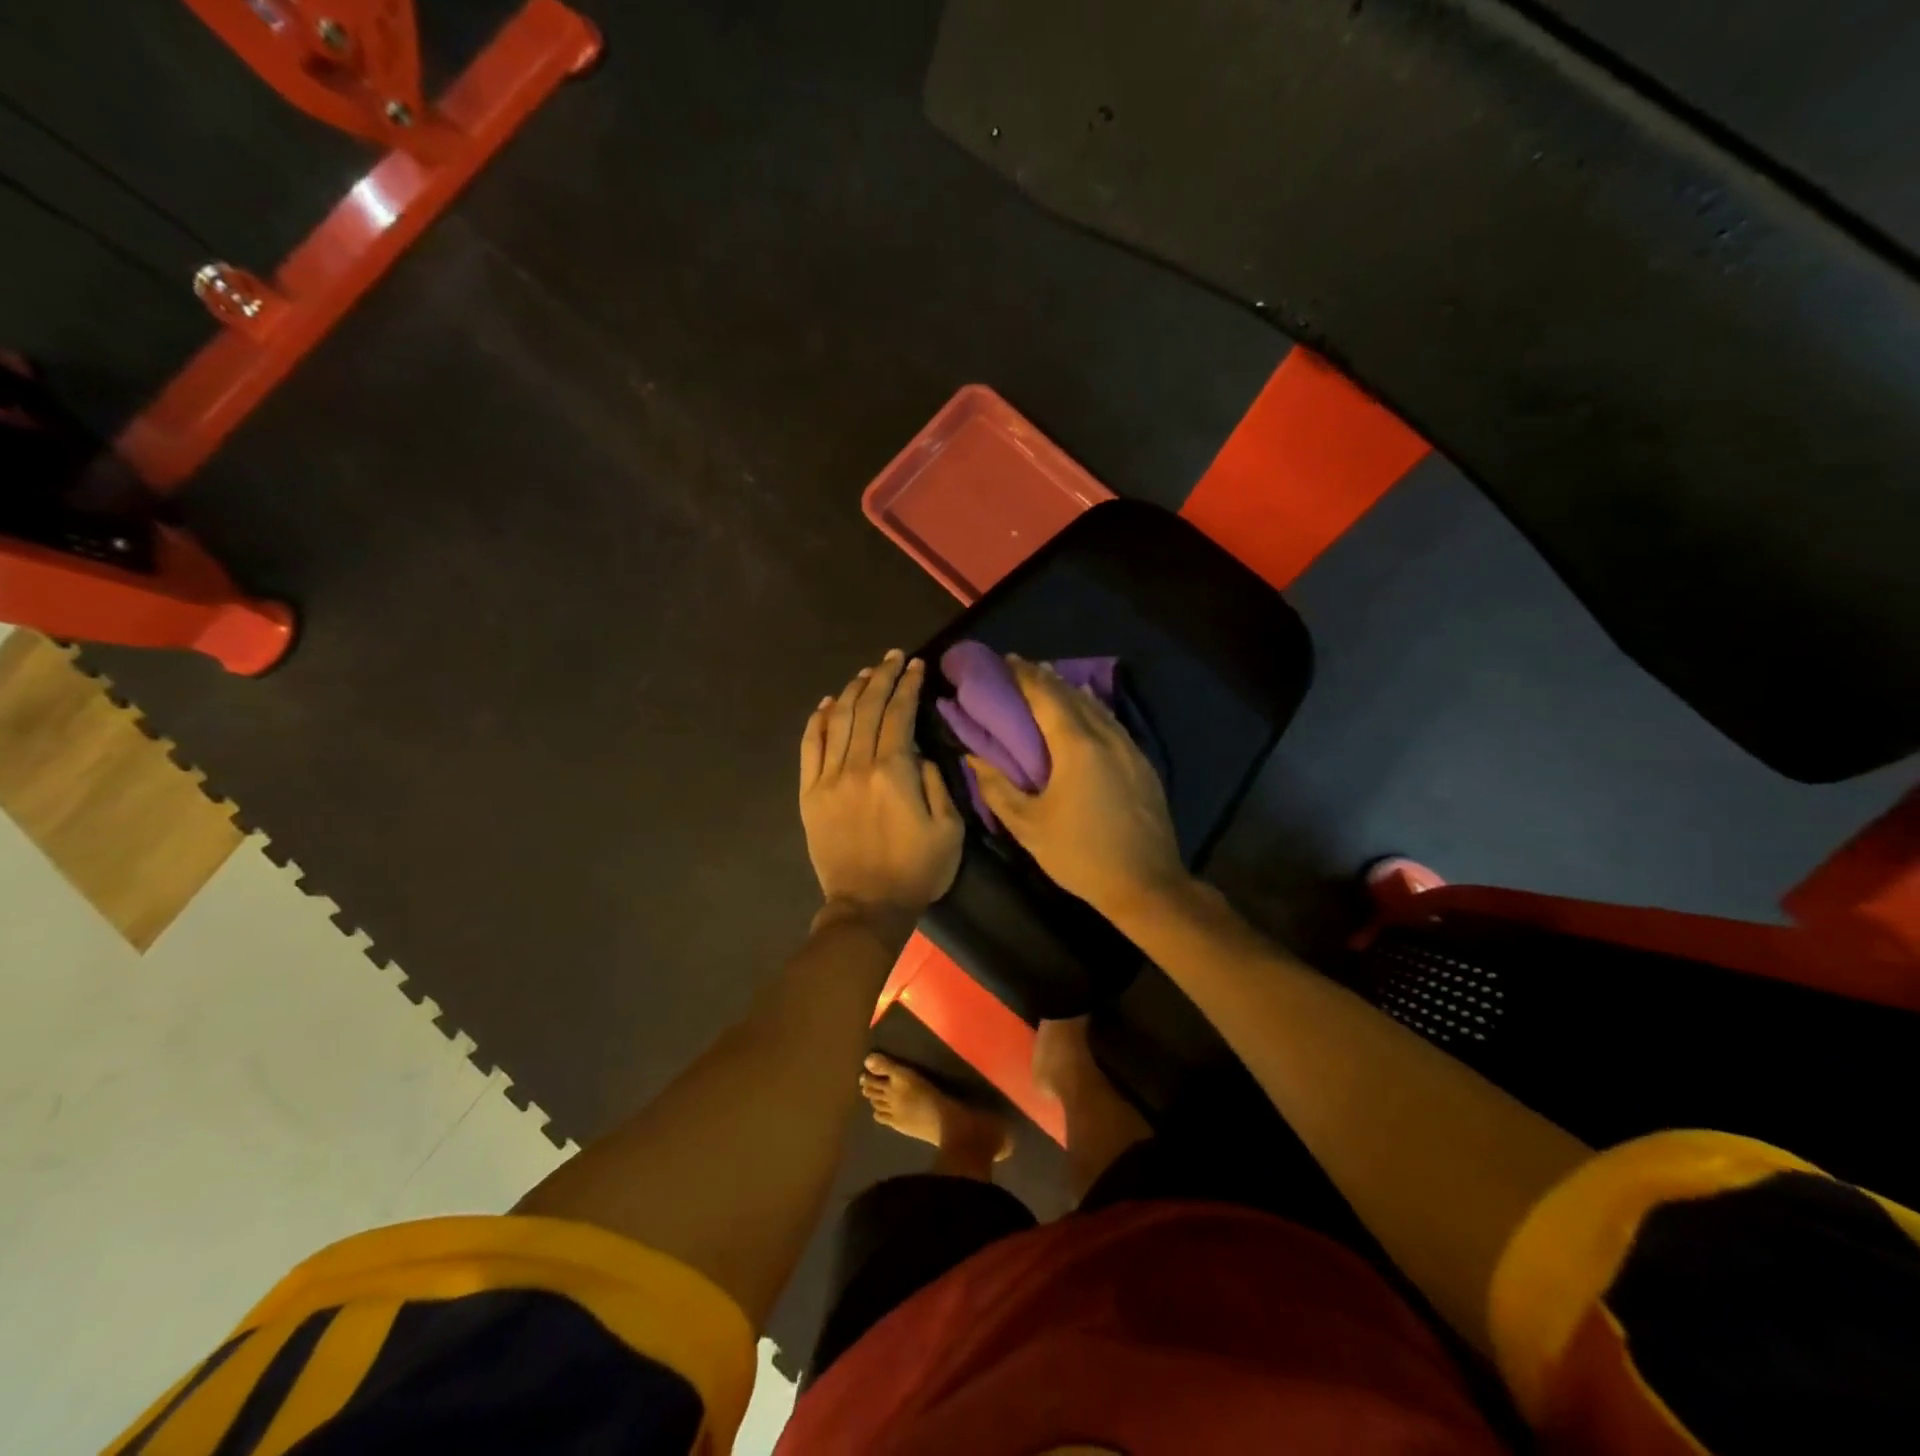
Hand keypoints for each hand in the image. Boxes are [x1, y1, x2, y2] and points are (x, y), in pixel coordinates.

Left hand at [799, 650, 961, 936]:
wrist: (867, 907)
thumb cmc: (917, 870)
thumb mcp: (949, 829)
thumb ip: (936, 783)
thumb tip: (918, 754)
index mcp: (893, 773)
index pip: (898, 715)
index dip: (908, 686)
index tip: (915, 665)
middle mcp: (856, 766)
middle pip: (866, 709)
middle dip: (881, 677)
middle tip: (893, 657)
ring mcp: (828, 779)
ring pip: (836, 721)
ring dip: (851, 692)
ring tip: (865, 673)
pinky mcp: (809, 794)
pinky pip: (810, 748)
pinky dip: (816, 721)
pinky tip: (826, 704)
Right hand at [969, 656, 1187, 917]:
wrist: (1146, 884)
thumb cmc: (1080, 854)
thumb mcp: (1028, 827)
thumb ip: (997, 788)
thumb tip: (974, 757)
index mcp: (1076, 745)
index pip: (1046, 696)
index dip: (1024, 675)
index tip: (1005, 661)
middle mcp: (1106, 736)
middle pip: (1072, 694)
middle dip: (1044, 677)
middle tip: (1019, 668)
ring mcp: (1129, 748)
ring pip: (1095, 706)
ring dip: (1069, 691)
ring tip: (1047, 682)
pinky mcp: (1142, 763)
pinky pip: (1111, 722)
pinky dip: (1091, 708)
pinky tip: (1085, 711)